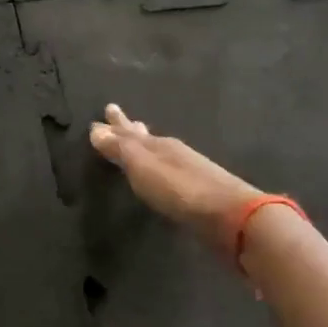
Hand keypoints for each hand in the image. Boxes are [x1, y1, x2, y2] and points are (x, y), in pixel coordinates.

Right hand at [89, 103, 262, 236]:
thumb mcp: (143, 167)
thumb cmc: (180, 189)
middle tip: (117, 115)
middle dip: (129, 128)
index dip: (115, 124)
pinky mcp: (197, 191)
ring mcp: (187, 170)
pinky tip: (159, 171)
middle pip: (145, 136)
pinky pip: (169, 170)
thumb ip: (120, 149)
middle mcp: (173, 152)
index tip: (106, 109)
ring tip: (138, 136)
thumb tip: (96, 129)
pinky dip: (158, 165)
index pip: (129, 131)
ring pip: (159, 151)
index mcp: (158, 145)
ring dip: (144, 144)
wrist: (231, 216)